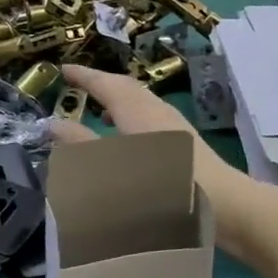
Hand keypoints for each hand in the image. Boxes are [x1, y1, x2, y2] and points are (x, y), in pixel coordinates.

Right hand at [53, 64, 246, 213]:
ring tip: (100, 110)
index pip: (105, 83)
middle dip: (101, 83)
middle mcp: (156, 110)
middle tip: (79, 84)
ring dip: (118, 99)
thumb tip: (54, 123)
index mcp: (136, 110)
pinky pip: (151, 116)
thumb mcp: (108, 167)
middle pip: (126, 87)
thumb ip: (80, 144)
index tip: (62, 69)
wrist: (223, 207)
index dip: (83, 75)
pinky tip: (129, 138)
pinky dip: (132, 116)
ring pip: (141, 101)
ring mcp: (175, 126)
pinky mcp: (187, 143)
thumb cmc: (157, 186)